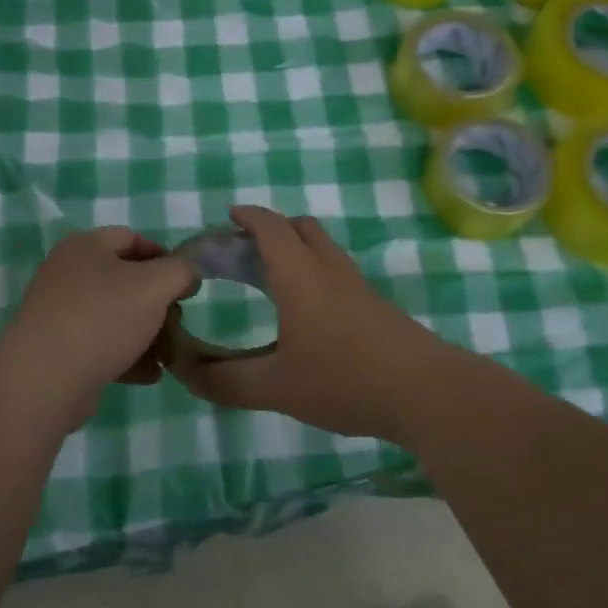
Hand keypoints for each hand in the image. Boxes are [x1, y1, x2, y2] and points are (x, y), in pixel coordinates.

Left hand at [0, 227, 198, 401]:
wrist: (44, 379)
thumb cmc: (103, 318)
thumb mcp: (156, 285)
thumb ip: (181, 272)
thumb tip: (186, 275)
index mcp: (86, 246)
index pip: (133, 238)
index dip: (165, 257)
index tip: (186, 283)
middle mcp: (68, 273)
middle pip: (124, 279)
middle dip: (157, 301)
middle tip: (177, 320)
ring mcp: (59, 312)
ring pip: (114, 316)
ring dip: (145, 333)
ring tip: (167, 354)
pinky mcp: (57, 349)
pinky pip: (100, 345)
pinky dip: (126, 356)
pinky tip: (149, 374)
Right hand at [159, 206, 452, 442]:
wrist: (425, 392)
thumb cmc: (344, 380)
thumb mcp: (275, 387)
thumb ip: (224, 380)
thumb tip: (183, 371)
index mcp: (299, 276)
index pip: (270, 227)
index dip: (248, 216)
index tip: (229, 216)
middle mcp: (328, 269)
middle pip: (300, 228)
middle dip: (270, 228)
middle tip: (244, 250)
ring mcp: (356, 285)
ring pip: (322, 247)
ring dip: (295, 247)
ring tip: (270, 277)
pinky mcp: (374, 305)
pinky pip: (335, 270)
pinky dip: (313, 270)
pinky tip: (305, 309)